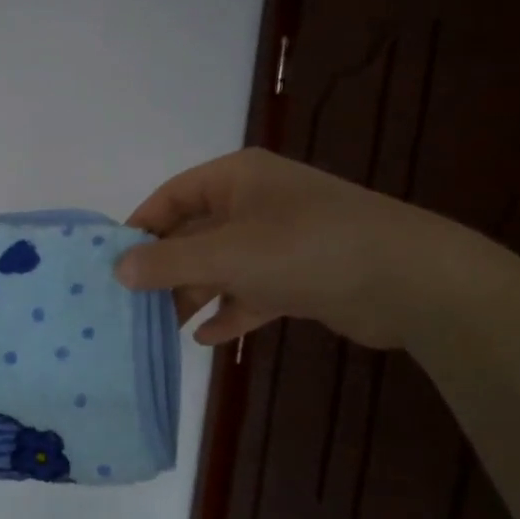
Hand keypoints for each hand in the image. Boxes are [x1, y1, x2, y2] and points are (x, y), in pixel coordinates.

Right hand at [115, 148, 475, 349]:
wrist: (406, 280)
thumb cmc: (305, 249)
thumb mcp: (226, 253)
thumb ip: (168, 262)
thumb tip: (118, 269)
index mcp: (237, 179)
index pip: (172, 197)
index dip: (141, 228)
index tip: (113, 265)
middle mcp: (256, 203)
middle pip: (195, 234)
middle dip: (167, 270)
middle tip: (134, 307)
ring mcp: (281, 240)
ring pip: (222, 266)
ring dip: (195, 295)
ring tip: (164, 329)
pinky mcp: (300, 276)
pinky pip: (252, 292)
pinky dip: (231, 311)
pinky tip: (208, 339)